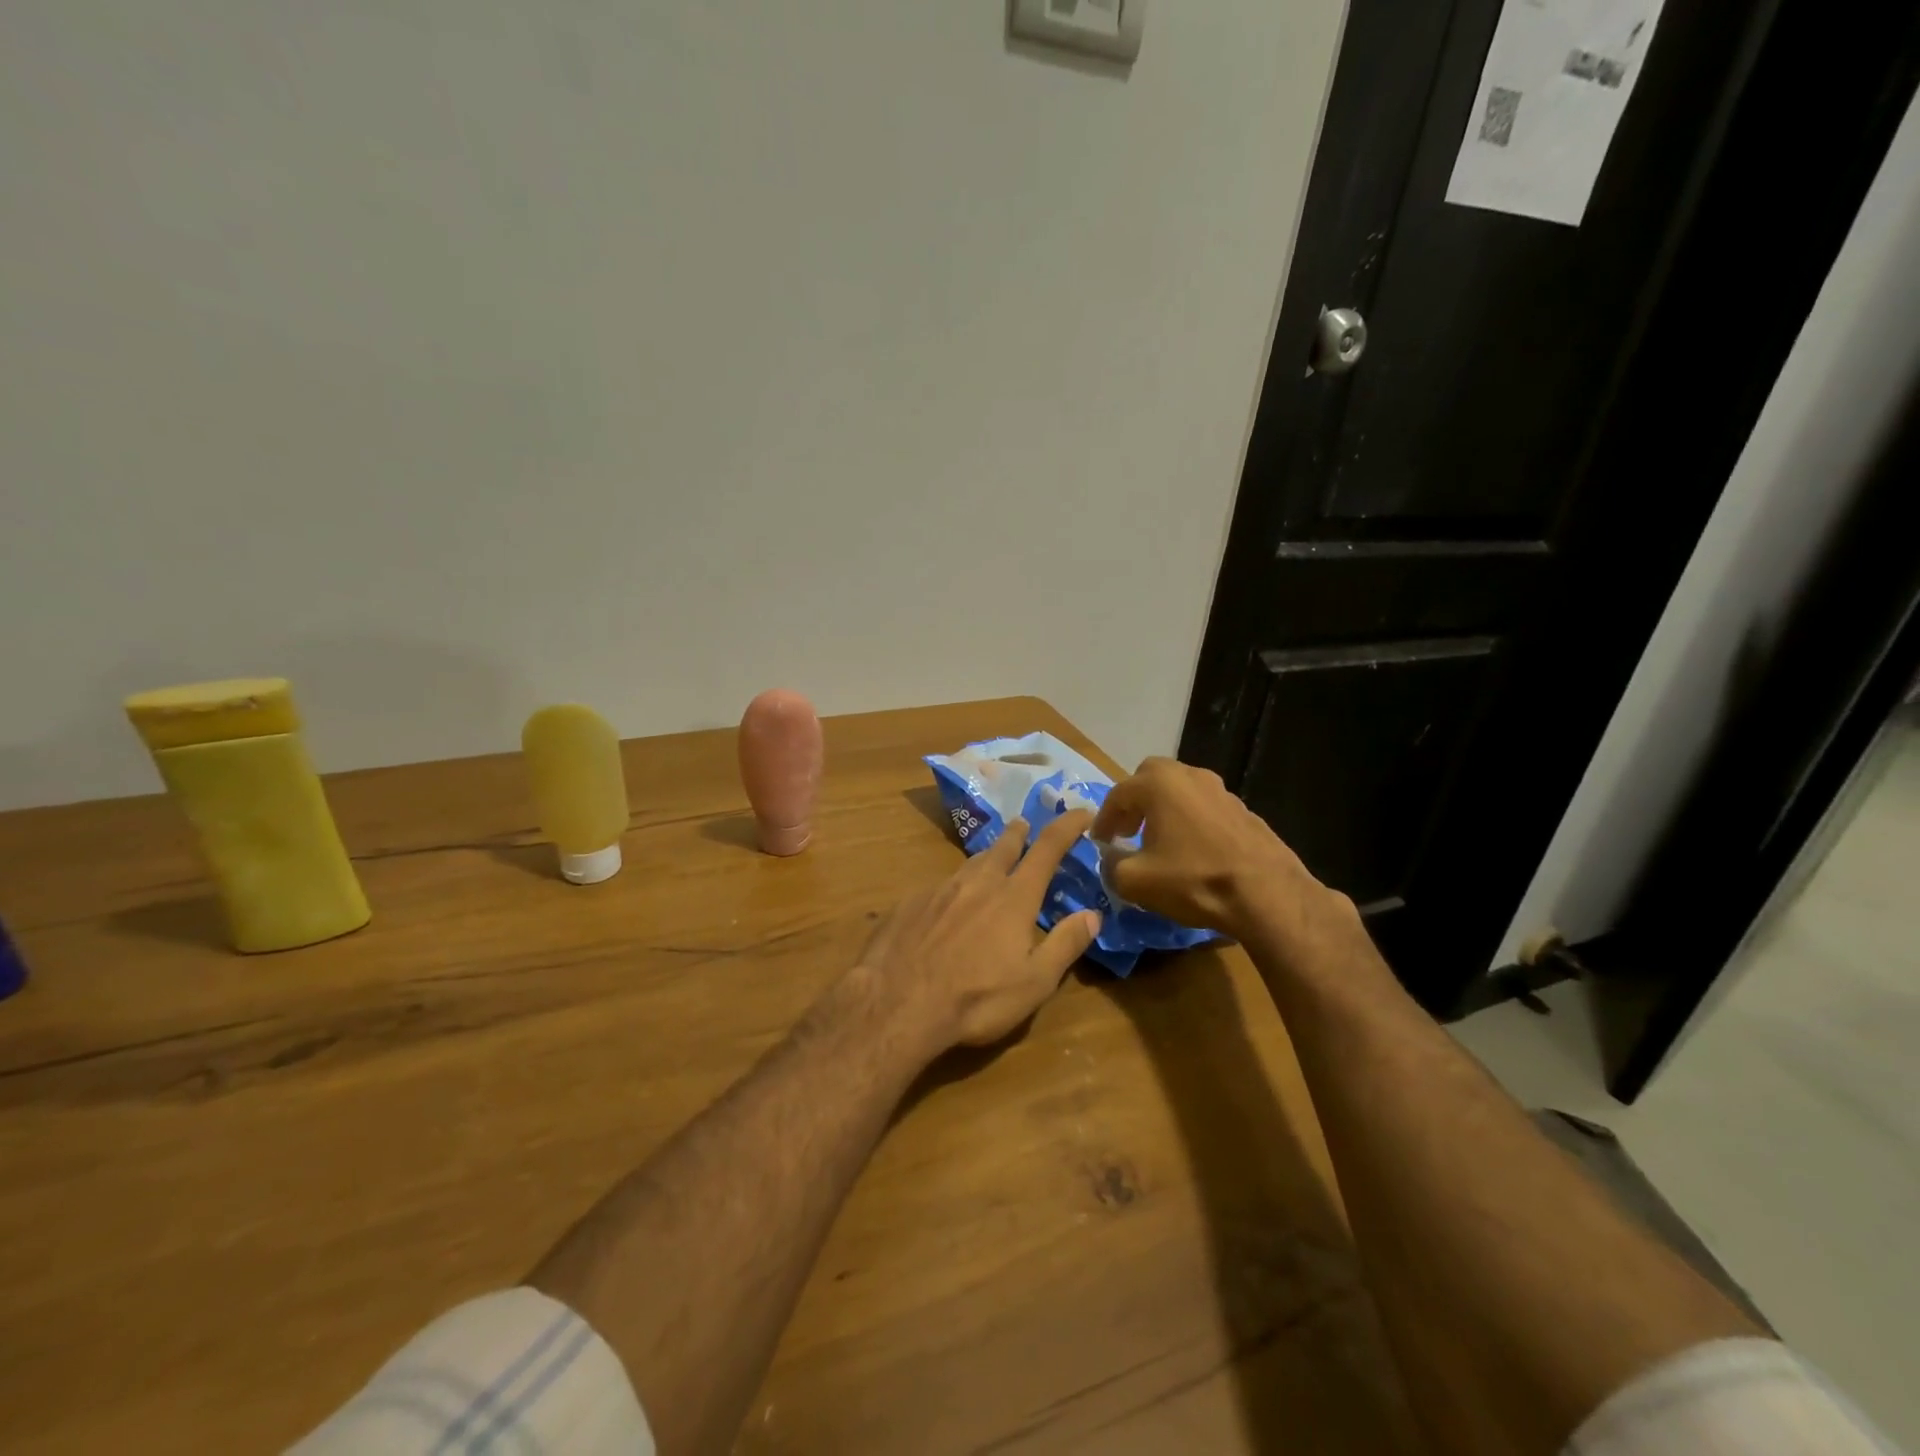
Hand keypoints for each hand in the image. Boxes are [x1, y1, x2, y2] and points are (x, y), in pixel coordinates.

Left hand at [860, 810, 1101, 1049]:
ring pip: (969, 864)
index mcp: (1013, 898)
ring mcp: (939, 889)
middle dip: (1018, 833)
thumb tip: (1092, 914)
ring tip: (990, 861)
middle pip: (1003, 847)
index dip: (1067, 827)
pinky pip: (939, 887)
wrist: (895, 1003)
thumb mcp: (1034, 983)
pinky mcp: (909, 903)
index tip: (1081, 812)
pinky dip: (953, 889)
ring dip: (986, 858)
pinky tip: (946, 906)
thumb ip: (1064, 945)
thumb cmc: (975, 999)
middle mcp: (978, 883)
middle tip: (1023, 825)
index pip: (1047, 849)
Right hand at [1091, 757, 1341, 942]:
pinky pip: (1205, 808)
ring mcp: (1221, 790)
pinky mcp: (1244, 810)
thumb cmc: (1194, 880)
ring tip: (1159, 842)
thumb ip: (1111, 865)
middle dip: (1134, 802)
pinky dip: (1190, 821)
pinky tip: (1192, 851)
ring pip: (1181, 790)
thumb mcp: (1135, 881)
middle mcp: (1190, 776)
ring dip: (1164, 810)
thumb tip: (1111, 858)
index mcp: (1159, 784)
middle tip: (1128, 831)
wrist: (1268, 895)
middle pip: (1151, 778)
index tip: (1099, 842)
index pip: (1118, 794)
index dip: (1103, 820)